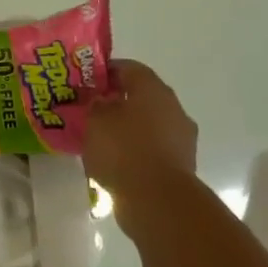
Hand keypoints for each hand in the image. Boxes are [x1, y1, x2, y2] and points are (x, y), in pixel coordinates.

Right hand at [82, 60, 198, 196]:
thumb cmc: (122, 150)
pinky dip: (136, 148)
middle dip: (117, 100)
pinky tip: (116, 159)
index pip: (129, 68)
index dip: (105, 71)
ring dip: (127, 126)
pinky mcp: (181, 162)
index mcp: (152, 89)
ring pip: (149, 122)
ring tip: (100, 138)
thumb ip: (94, 105)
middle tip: (91, 109)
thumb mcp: (94, 121)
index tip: (86, 81)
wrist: (158, 199)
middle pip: (142, 95)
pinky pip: (154, 146)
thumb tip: (99, 100)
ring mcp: (181, 136)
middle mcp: (172, 107)